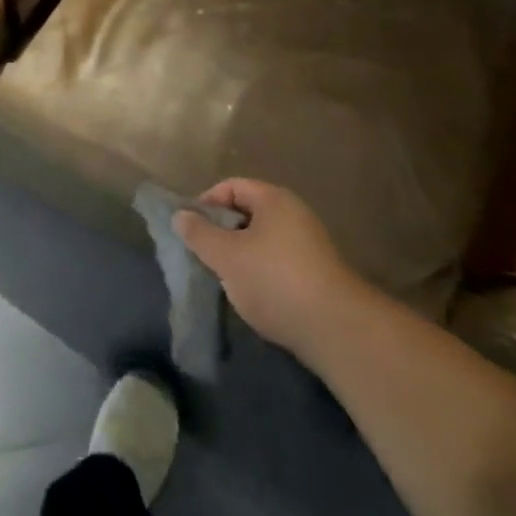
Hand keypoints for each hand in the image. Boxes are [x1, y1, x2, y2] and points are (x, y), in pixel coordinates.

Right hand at [176, 179, 359, 351]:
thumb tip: (180, 215)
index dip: (206, 202)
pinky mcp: (315, 273)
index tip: (190, 229)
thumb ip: (199, 234)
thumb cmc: (274, 280)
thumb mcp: (226, 256)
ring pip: (260, 240)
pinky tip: (250, 294)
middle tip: (203, 254)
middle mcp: (294, 214)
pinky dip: (258, 271)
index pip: (231, 186)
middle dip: (221, 232)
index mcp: (274, 200)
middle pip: (246, 213)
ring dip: (238, 255)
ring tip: (223, 277)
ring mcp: (308, 244)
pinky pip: (276, 261)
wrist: (336, 329)